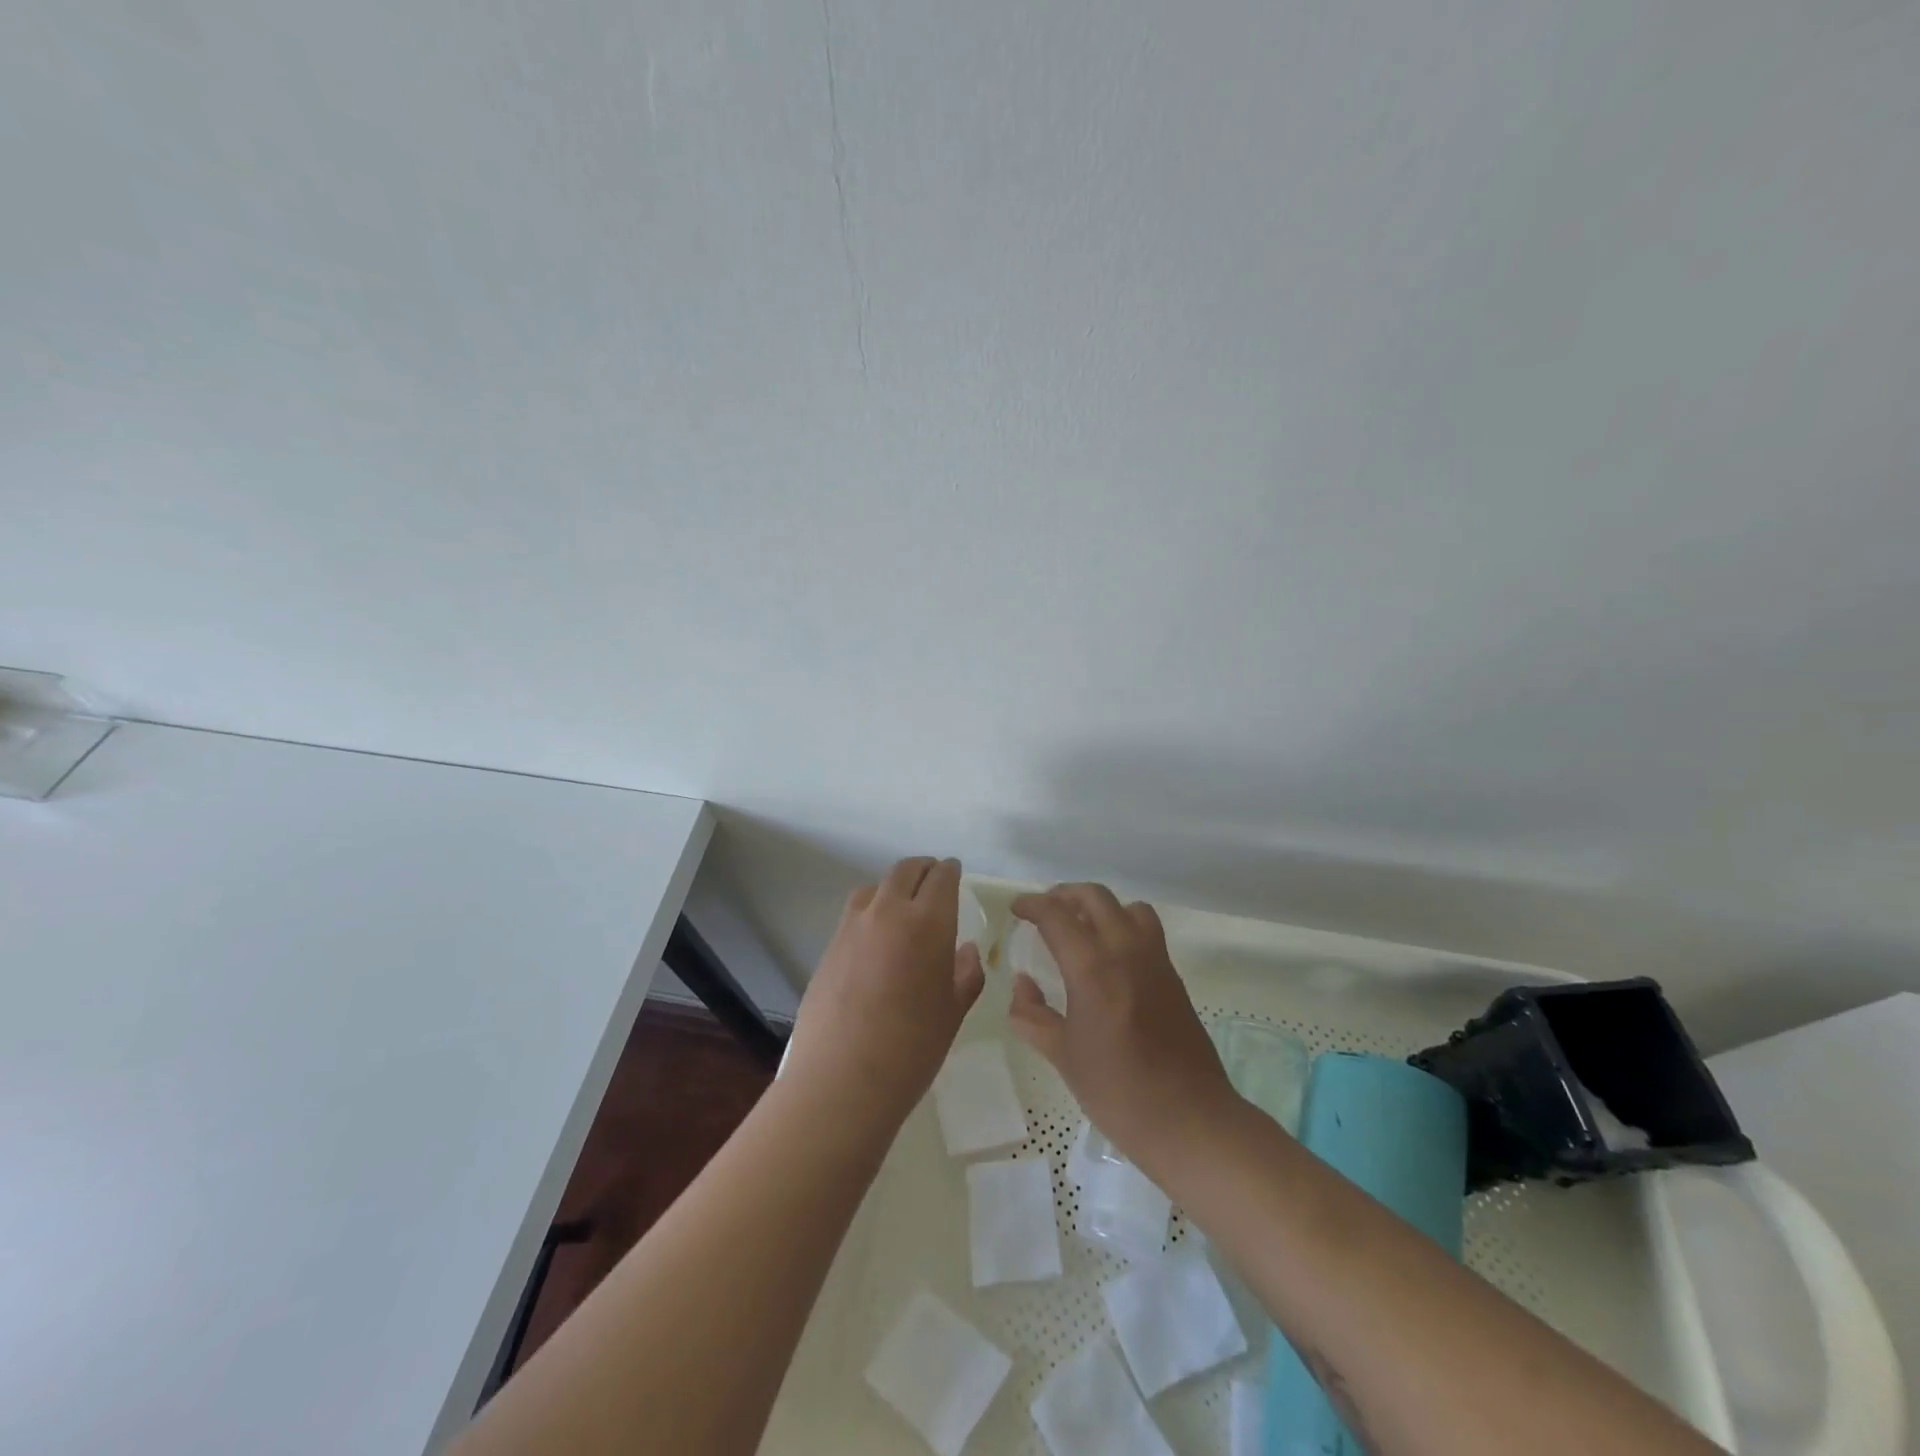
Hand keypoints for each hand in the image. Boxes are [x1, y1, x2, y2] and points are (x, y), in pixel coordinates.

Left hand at [785, 857, 984, 1124]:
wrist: (842, 1080)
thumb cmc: (912, 1048)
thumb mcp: (953, 1011)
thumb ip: (966, 973)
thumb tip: (965, 949)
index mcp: (927, 922)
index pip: (941, 877)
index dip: (951, 871)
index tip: (956, 873)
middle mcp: (888, 912)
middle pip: (906, 871)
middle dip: (924, 869)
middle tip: (934, 880)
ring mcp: (853, 927)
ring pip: (876, 887)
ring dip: (894, 887)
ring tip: (903, 907)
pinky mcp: (829, 946)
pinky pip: (855, 913)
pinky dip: (871, 911)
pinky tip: (876, 939)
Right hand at [1007, 883, 1234, 1166]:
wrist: (1190, 1119)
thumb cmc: (1118, 1091)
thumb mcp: (1063, 1055)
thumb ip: (1032, 1014)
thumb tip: (1022, 983)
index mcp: (1092, 968)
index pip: (1056, 915)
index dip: (1032, 905)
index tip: (1017, 909)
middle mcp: (1126, 950)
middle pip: (1095, 897)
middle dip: (1064, 895)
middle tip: (1044, 912)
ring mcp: (1155, 960)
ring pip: (1127, 906)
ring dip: (1100, 906)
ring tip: (1081, 927)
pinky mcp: (1173, 975)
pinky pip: (1146, 929)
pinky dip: (1123, 925)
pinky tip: (1110, 957)